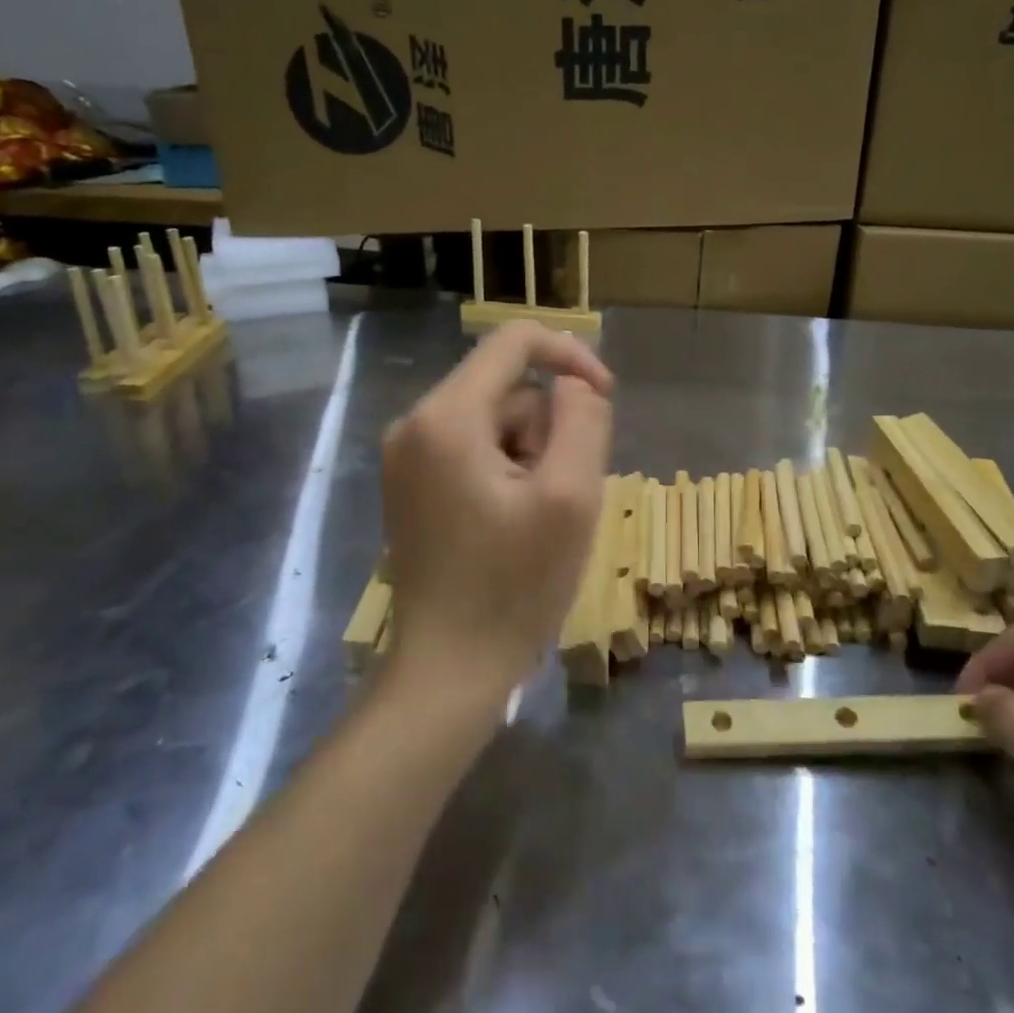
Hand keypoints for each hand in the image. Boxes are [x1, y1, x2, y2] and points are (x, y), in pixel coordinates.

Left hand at [381, 321, 613, 705]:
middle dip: (549, 428)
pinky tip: (514, 525)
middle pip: (506, 388)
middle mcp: (414, 424)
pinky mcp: (411, 487)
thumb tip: (574, 385)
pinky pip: (474, 450)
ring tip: (538, 518)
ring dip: (531, 455)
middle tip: (564, 493)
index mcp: (447, 417)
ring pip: (494, 422)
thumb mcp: (570, 497)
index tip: (607, 398)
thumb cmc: (514, 586)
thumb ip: (582, 421)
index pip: (514, 342)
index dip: (571, 356)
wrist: (448, 671)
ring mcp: (406, 458)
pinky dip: (508, 472)